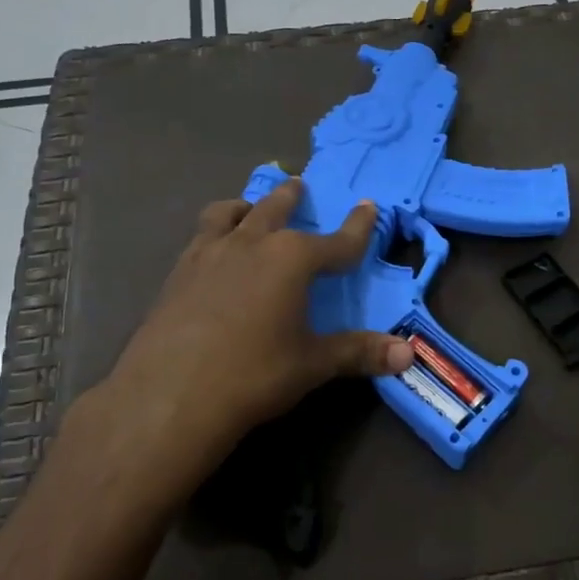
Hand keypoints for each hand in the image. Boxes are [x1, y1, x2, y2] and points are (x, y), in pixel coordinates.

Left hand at [92, 179, 412, 484]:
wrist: (171, 395)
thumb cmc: (254, 374)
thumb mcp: (312, 364)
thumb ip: (359, 353)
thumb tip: (408, 355)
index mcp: (291, 259)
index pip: (336, 241)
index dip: (357, 227)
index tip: (368, 207)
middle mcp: (250, 244)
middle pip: (275, 209)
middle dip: (291, 197)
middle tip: (298, 184)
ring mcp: (208, 254)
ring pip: (228, 214)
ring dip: (244, 207)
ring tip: (247, 209)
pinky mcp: (177, 274)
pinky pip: (200, 239)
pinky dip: (214, 234)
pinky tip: (212, 255)